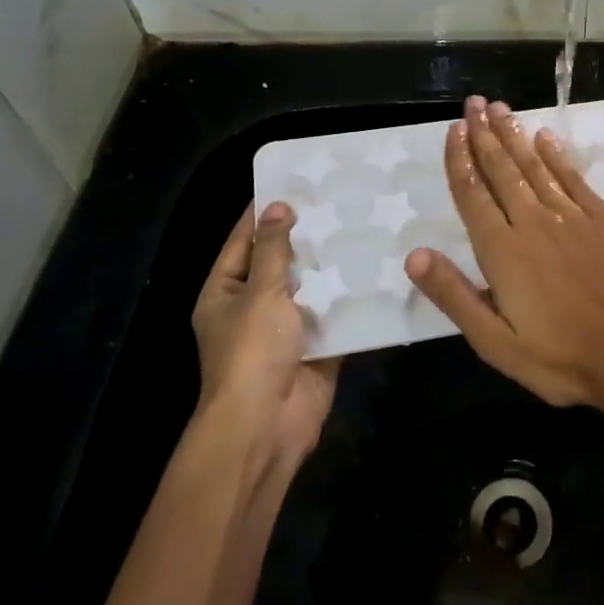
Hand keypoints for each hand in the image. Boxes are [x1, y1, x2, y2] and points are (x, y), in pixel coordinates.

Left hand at [193, 202, 339, 469]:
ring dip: (333, 264)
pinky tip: (377, 268)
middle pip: (281, 261)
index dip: (264, 211)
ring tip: (363, 225)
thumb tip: (280, 207)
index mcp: (226, 291)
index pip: (244, 240)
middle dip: (307, 235)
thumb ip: (274, 249)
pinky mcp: (318, 345)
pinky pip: (335, 313)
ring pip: (312, 286)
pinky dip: (351, 296)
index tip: (292, 181)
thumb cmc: (252, 352)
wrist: (267, 423)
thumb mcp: (260, 292)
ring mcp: (287, 327)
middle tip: (340, 199)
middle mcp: (254, 305)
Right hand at [405, 96, 603, 413]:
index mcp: (502, 251)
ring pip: (535, 166)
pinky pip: (573, 177)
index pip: (473, 195)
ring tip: (500, 108)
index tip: (454, 130)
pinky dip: (557, 155)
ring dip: (515, 136)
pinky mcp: (603, 219)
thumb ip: (454, 296)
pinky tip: (545, 137)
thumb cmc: (560, 358)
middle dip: (484, 135)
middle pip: (502, 170)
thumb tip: (414, 255)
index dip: (460, 161)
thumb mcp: (495, 343)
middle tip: (473, 103)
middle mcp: (533, 222)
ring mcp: (572, 216)